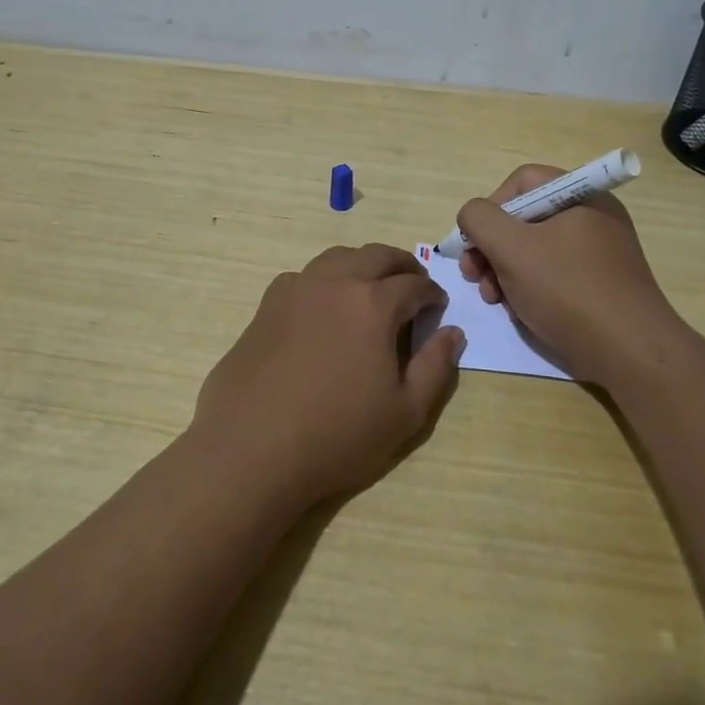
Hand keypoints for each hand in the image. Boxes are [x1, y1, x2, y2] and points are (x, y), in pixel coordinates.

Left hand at [192, 243, 464, 507]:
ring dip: (363, 265)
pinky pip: (305, 277)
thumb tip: (452, 332)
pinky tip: (324, 308)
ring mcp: (296, 289)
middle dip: (402, 266)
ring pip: (338, 257)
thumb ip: (436, 367)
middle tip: (412, 286)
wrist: (252, 449)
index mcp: (373, 303)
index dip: (432, 293)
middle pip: (376, 255)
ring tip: (371, 290)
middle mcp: (335, 282)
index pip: (414, 284)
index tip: (437, 307)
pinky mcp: (267, 305)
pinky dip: (326, 280)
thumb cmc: (337, 435)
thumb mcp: (406, 413)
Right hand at [456, 164, 680, 380]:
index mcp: (581, 195)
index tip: (475, 242)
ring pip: (535, 249)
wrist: (629, 353)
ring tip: (494, 299)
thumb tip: (473, 216)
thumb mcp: (511, 248)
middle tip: (474, 276)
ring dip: (504, 271)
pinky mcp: (600, 284)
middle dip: (492, 247)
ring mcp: (599, 252)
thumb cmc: (568, 290)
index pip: (522, 182)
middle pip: (525, 217)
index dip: (491, 207)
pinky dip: (530, 287)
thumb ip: (480, 219)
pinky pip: (554, 273)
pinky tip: (519, 311)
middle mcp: (593, 216)